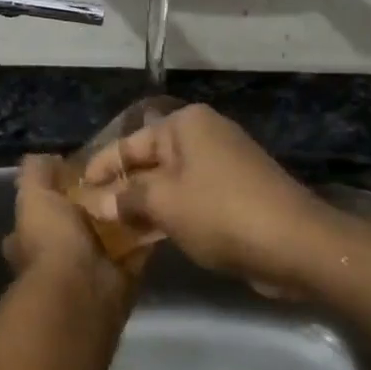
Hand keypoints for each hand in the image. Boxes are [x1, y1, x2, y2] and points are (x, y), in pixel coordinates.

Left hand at [2, 154, 139, 301]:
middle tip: (120, 177)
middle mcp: (58, 256)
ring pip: (109, 236)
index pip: (41, 211)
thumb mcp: (34, 196)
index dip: (55, 193)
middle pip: (79, 224)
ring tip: (145, 187)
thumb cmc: (51, 240)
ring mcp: (90, 270)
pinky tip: (160, 210)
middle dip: (95, 206)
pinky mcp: (122, 277)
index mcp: (31, 238)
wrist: (81, 289)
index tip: (77, 174)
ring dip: (124, 218)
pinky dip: (147, 235)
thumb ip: (36, 173)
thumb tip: (48, 157)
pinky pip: (137, 250)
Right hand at [80, 104, 339, 295]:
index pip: (128, 143)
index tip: (75, 191)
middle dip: (121, 188)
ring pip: (170, 182)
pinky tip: (148, 237)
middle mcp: (204, 136)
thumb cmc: (220, 213)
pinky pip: (190, 198)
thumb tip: (96, 203)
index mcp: (185, 125)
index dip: (100, 168)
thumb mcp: (164, 204)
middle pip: (150, 161)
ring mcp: (223, 164)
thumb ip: (126, 199)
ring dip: (144, 205)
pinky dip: (169, 213)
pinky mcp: (236, 193)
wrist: (295, 244)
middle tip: (90, 214)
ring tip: (112, 231)